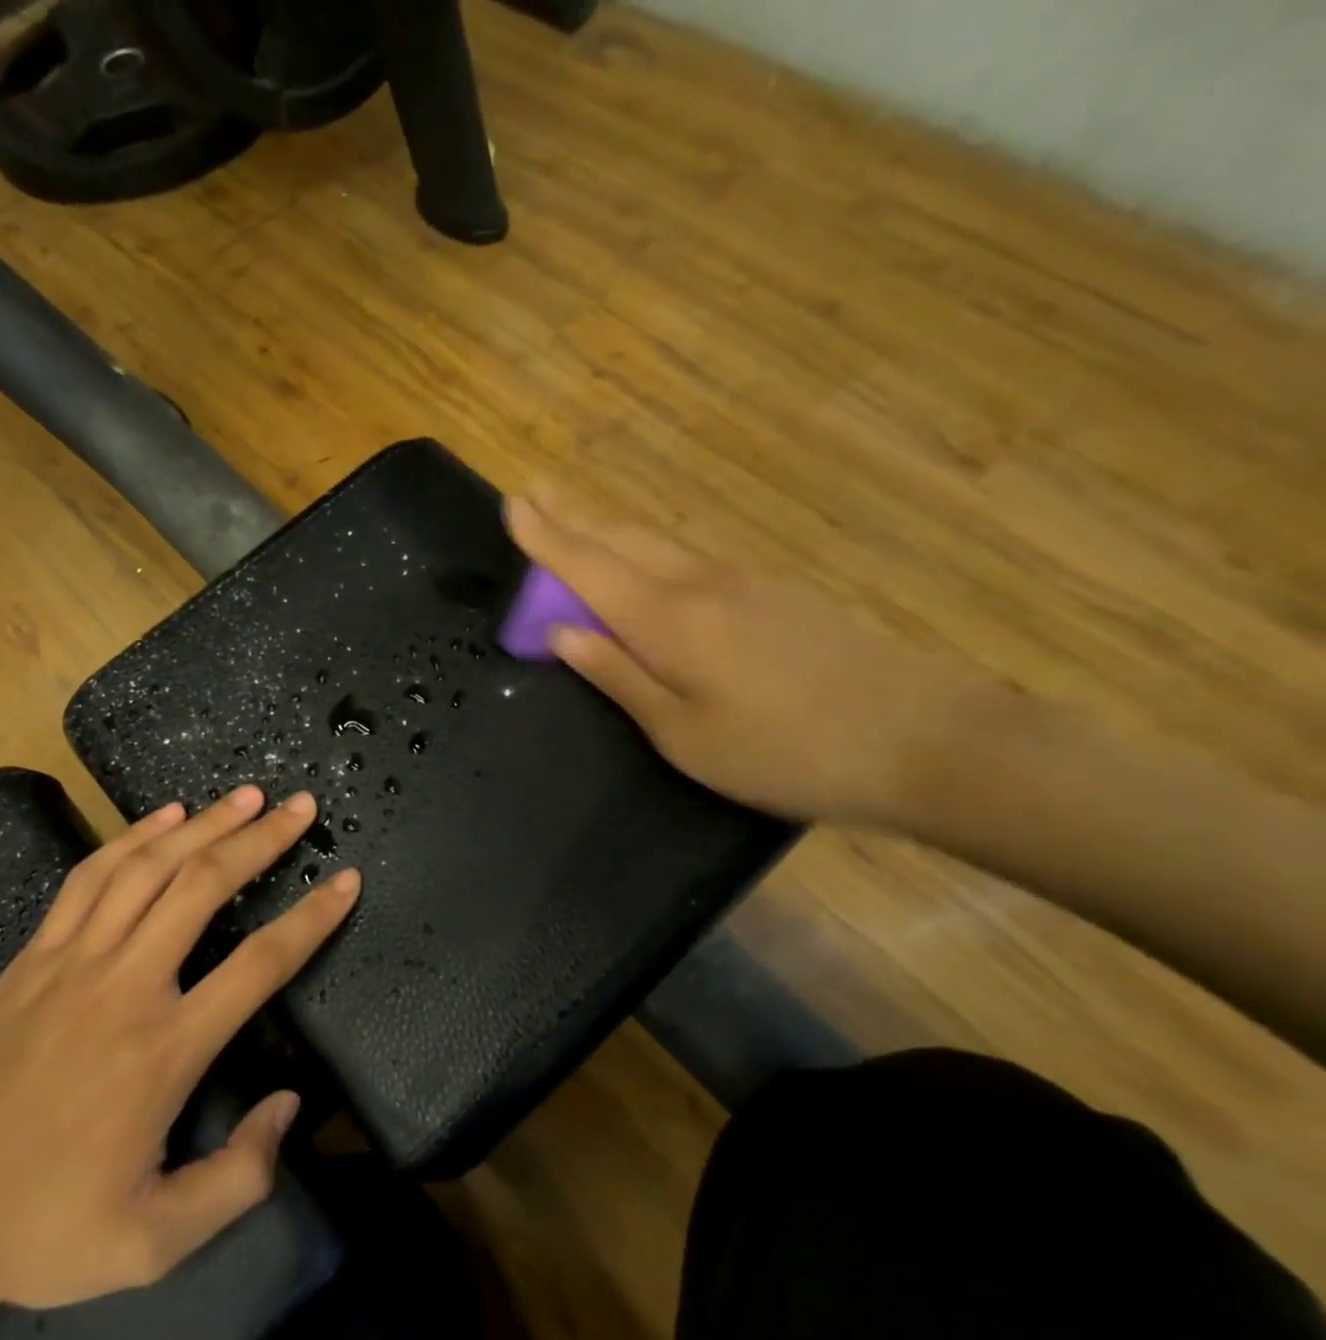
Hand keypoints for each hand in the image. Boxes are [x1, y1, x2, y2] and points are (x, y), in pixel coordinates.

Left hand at [0, 787, 358, 1312]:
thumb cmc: (45, 1226)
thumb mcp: (156, 1242)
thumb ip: (239, 1177)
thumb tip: (289, 1105)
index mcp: (165, 1050)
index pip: (259, 964)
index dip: (311, 918)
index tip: (345, 881)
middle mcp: (126, 985)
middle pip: (204, 887)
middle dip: (260, 839)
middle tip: (300, 806)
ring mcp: (74, 960)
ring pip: (149, 868)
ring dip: (204, 824)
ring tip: (246, 796)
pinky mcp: (35, 955)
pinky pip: (90, 877)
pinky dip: (133, 838)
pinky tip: (165, 816)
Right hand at [506, 493, 999, 824]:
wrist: (924, 739)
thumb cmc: (786, 751)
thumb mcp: (684, 734)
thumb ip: (619, 677)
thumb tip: (561, 632)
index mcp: (668, 619)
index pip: (589, 565)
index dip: (546, 536)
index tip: (512, 502)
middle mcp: (701, 584)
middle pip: (623, 539)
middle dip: (572, 516)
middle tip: (532, 492)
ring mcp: (745, 583)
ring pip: (659, 543)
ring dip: (609, 529)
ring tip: (576, 521)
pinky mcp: (776, 594)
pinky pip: (690, 559)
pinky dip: (650, 550)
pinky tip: (648, 562)